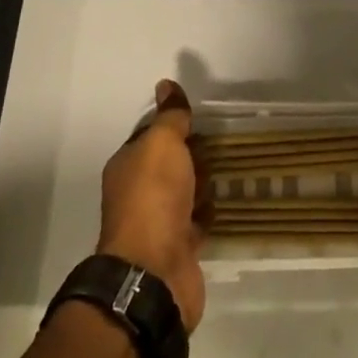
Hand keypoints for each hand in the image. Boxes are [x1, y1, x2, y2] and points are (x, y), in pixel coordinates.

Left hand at [98, 79, 206, 332]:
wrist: (155, 273)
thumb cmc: (154, 198)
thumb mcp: (162, 144)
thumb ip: (169, 117)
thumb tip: (166, 84)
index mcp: (127, 167)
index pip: (151, 136)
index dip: (172, 125)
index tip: (198, 117)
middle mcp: (138, 194)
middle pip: (168, 165)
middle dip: (190, 153)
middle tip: (221, 140)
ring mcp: (158, 224)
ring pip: (184, 192)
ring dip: (202, 182)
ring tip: (230, 166)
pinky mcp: (179, 249)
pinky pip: (197, 220)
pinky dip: (209, 211)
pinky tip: (228, 199)